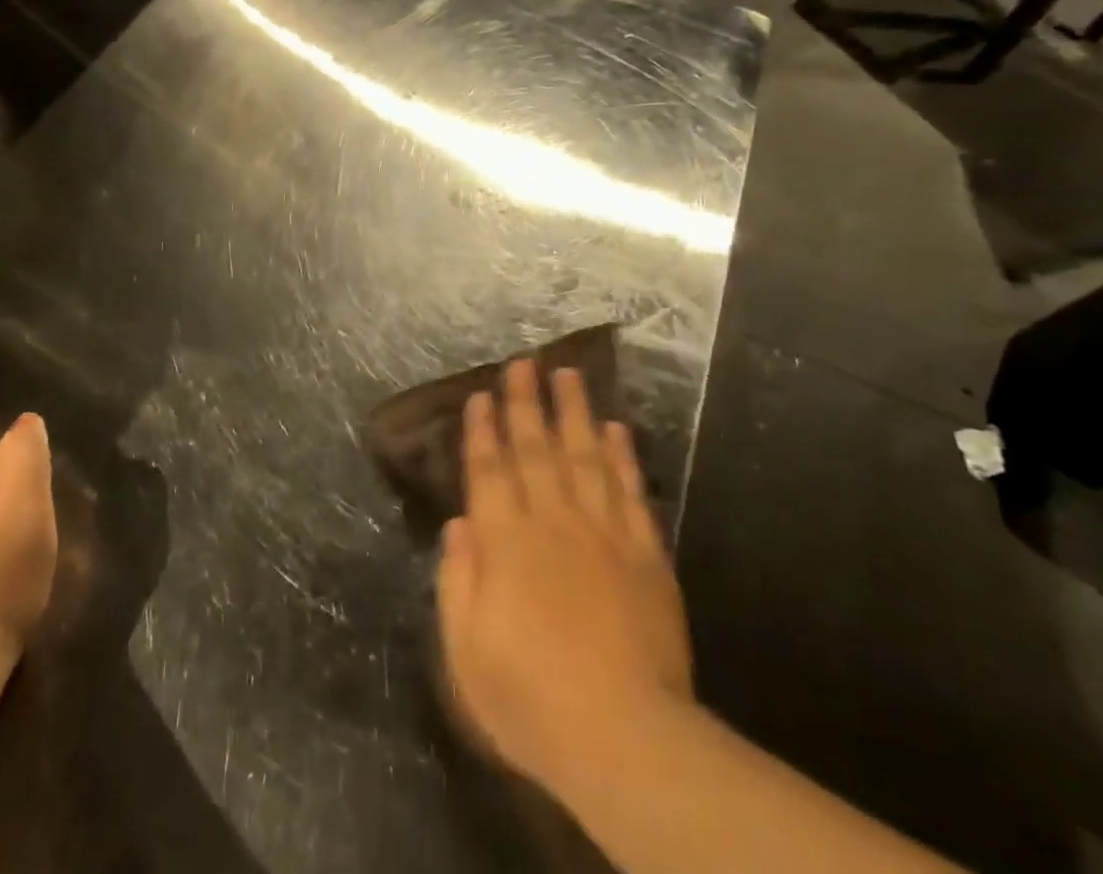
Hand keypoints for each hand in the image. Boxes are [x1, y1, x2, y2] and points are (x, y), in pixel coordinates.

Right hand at [435, 359, 693, 802]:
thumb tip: (459, 524)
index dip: (483, 430)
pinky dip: (622, 456)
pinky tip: (616, 428)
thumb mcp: (466, 651)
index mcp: (505, 544)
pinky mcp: (644, 554)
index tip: (481, 394)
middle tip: (524, 362)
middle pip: (536, 449)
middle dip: (526, 402)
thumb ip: (457, 580)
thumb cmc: (531, 700)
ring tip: (569, 373)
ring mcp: (603, 534)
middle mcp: (552, 523)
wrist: (626, 741)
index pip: (489, 471)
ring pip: (585, 456)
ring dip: (575, 411)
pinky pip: (630, 492)